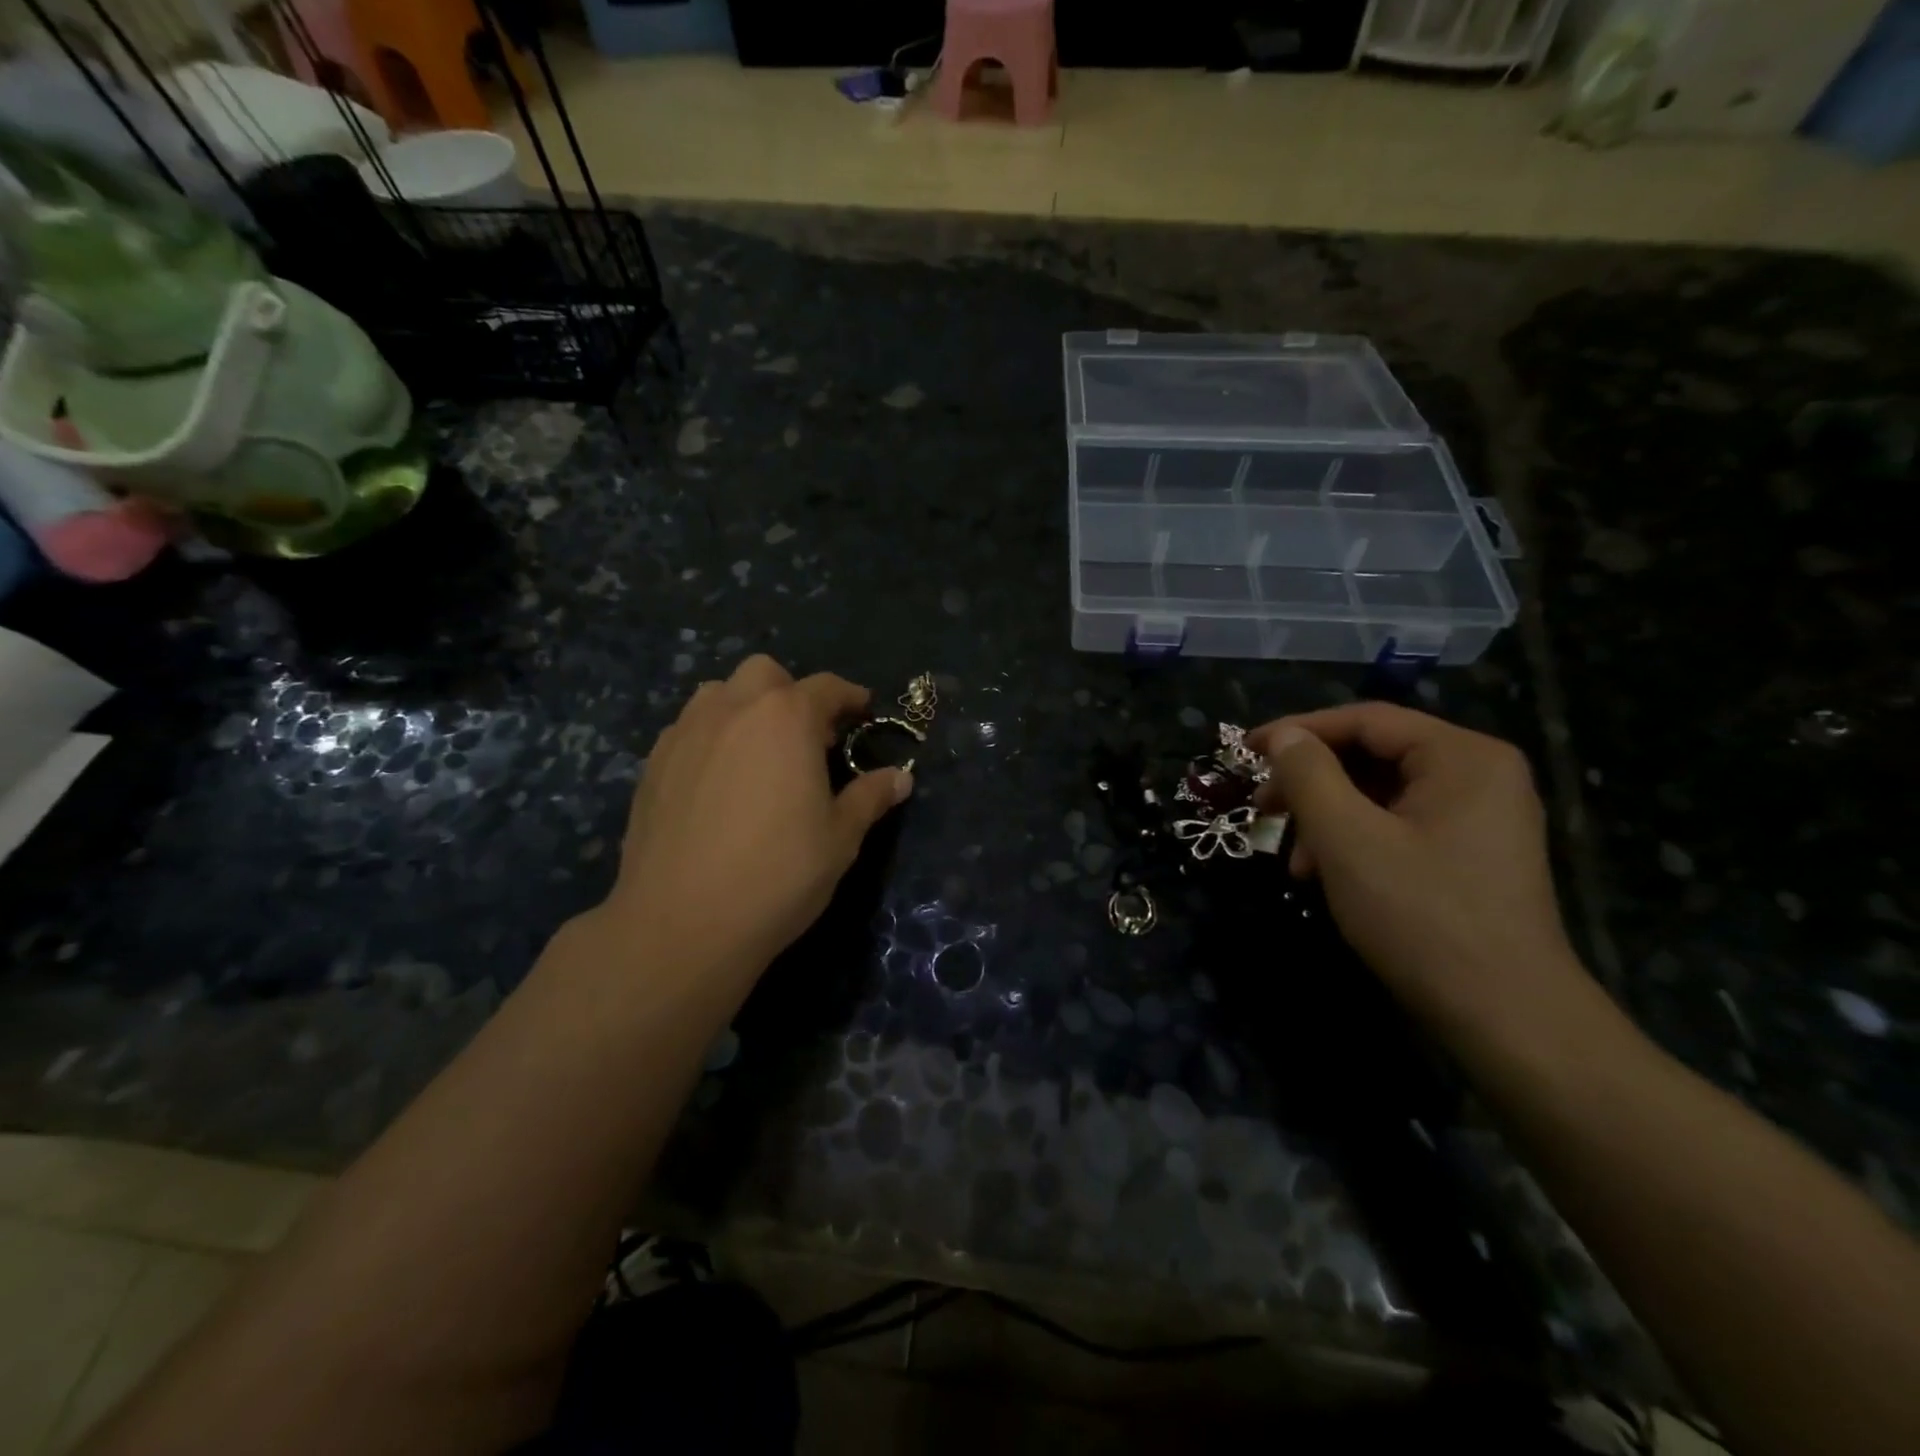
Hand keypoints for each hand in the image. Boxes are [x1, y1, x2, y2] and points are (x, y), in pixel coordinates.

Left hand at [594, 656, 910, 997]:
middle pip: (765, 674)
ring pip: (718, 694)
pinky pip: (688, 730)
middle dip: (791, 693)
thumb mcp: (840, 838)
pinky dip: (711, 738)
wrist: (681, 922)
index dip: (850, 697)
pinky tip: (718, 782)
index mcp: (786, 718)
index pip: (826, 687)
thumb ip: (870, 798)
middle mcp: (733, 709)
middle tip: (807, 737)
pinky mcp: (653, 764)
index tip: (864, 713)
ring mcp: (685, 733)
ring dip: (745, 708)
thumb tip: (901, 777)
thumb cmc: (778, 874)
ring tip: (759, 753)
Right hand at [1247, 704, 1595, 1056]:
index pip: (1366, 720)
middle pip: (1373, 756)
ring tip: (1295, 860)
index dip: (1298, 731)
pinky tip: (1326, 875)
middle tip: (1263, 810)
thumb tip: (1282, 736)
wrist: (1506, 1018)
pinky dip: (1355, 841)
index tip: (1245, 752)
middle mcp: (1479, 775)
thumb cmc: (1422, 916)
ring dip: (1327, 818)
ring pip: (1380, 794)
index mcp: (1462, 756)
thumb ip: (1308, 776)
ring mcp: (1479, 817)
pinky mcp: (1470, 855)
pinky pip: (1398, 825)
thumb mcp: (1348, 839)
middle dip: (1311, 783)